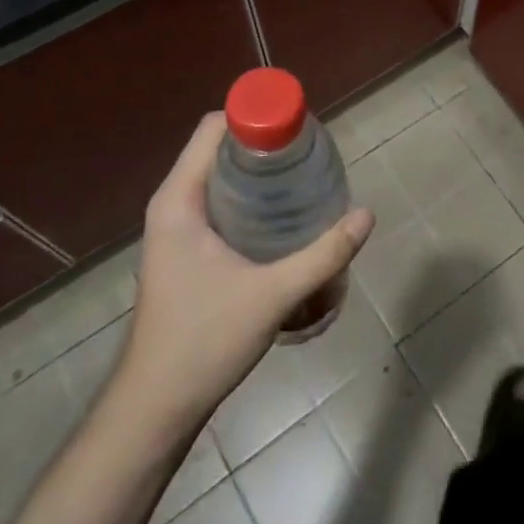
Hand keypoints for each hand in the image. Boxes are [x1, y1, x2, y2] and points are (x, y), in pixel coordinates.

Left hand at [116, 113, 373, 425]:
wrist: (156, 408)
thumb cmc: (204, 342)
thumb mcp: (272, 295)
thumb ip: (323, 255)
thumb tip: (367, 215)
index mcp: (178, 200)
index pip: (213, 129)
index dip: (255, 116)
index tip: (299, 126)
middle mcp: (172, 205)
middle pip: (219, 150)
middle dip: (264, 144)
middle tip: (310, 154)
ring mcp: (175, 230)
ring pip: (219, 178)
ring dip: (257, 172)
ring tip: (303, 178)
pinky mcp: (184, 252)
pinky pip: (218, 204)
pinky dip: (249, 198)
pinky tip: (282, 216)